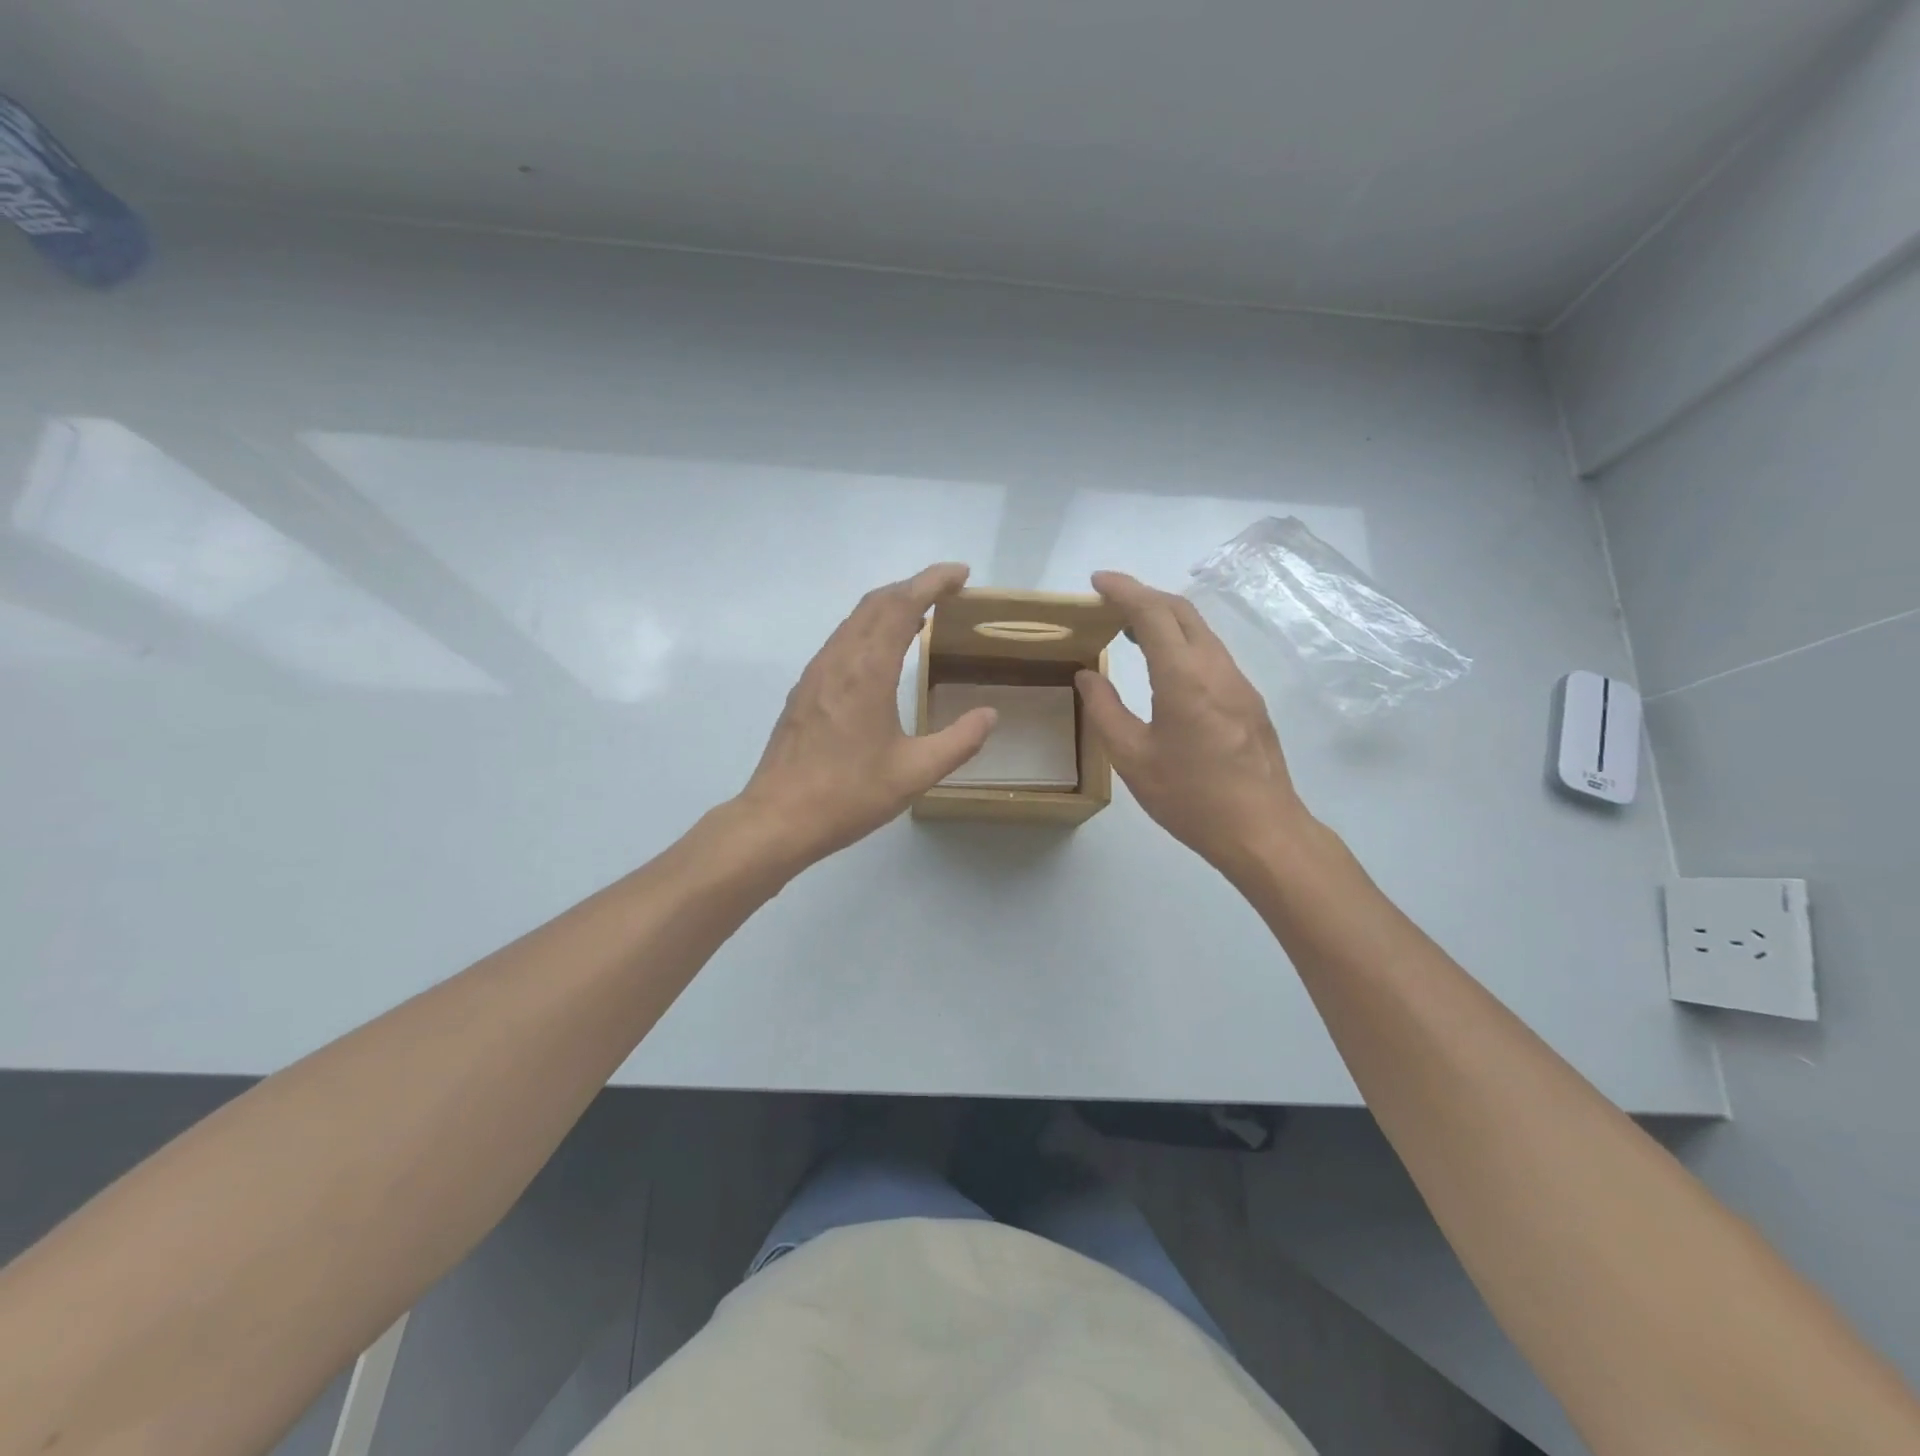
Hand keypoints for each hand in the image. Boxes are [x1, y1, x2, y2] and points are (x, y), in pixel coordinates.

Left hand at [738, 564, 996, 866]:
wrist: (778, 818)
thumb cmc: (848, 794)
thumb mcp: (916, 773)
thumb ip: (959, 741)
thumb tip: (990, 714)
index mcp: (867, 671)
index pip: (901, 605)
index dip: (932, 581)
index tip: (961, 574)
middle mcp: (838, 660)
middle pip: (875, 603)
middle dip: (913, 587)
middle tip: (947, 591)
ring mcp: (816, 673)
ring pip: (854, 620)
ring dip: (888, 607)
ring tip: (921, 616)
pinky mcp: (804, 690)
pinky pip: (841, 641)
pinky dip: (868, 630)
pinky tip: (881, 654)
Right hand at [1075, 571, 1313, 876]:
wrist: (1263, 831)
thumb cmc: (1191, 798)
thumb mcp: (1133, 758)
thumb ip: (1105, 711)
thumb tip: (1088, 675)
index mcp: (1184, 678)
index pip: (1153, 613)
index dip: (1124, 590)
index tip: (1097, 581)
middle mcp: (1216, 669)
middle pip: (1182, 611)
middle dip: (1144, 596)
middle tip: (1108, 604)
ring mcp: (1239, 683)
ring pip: (1201, 631)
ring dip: (1165, 620)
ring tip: (1130, 632)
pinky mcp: (1250, 700)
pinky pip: (1212, 654)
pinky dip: (1183, 643)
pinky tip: (1166, 667)